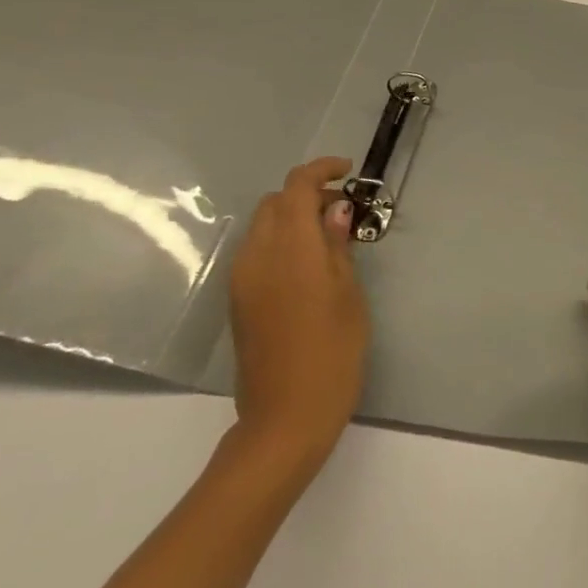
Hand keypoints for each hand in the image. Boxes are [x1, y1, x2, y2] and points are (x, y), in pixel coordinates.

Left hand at [227, 157, 368, 487]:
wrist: (286, 417)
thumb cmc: (333, 353)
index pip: (296, 188)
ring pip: (263, 225)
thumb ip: (337, 245)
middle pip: (275, 202)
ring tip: (329, 237)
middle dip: (307, 194)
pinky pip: (257, 251)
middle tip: (343, 210)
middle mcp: (258, 256)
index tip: (348, 171)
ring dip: (292, 218)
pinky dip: (281, 241)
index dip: (321, 170)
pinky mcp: (238, 300)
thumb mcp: (349, 294)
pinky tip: (308, 265)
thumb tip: (335, 209)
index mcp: (291, 250)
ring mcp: (242, 279)